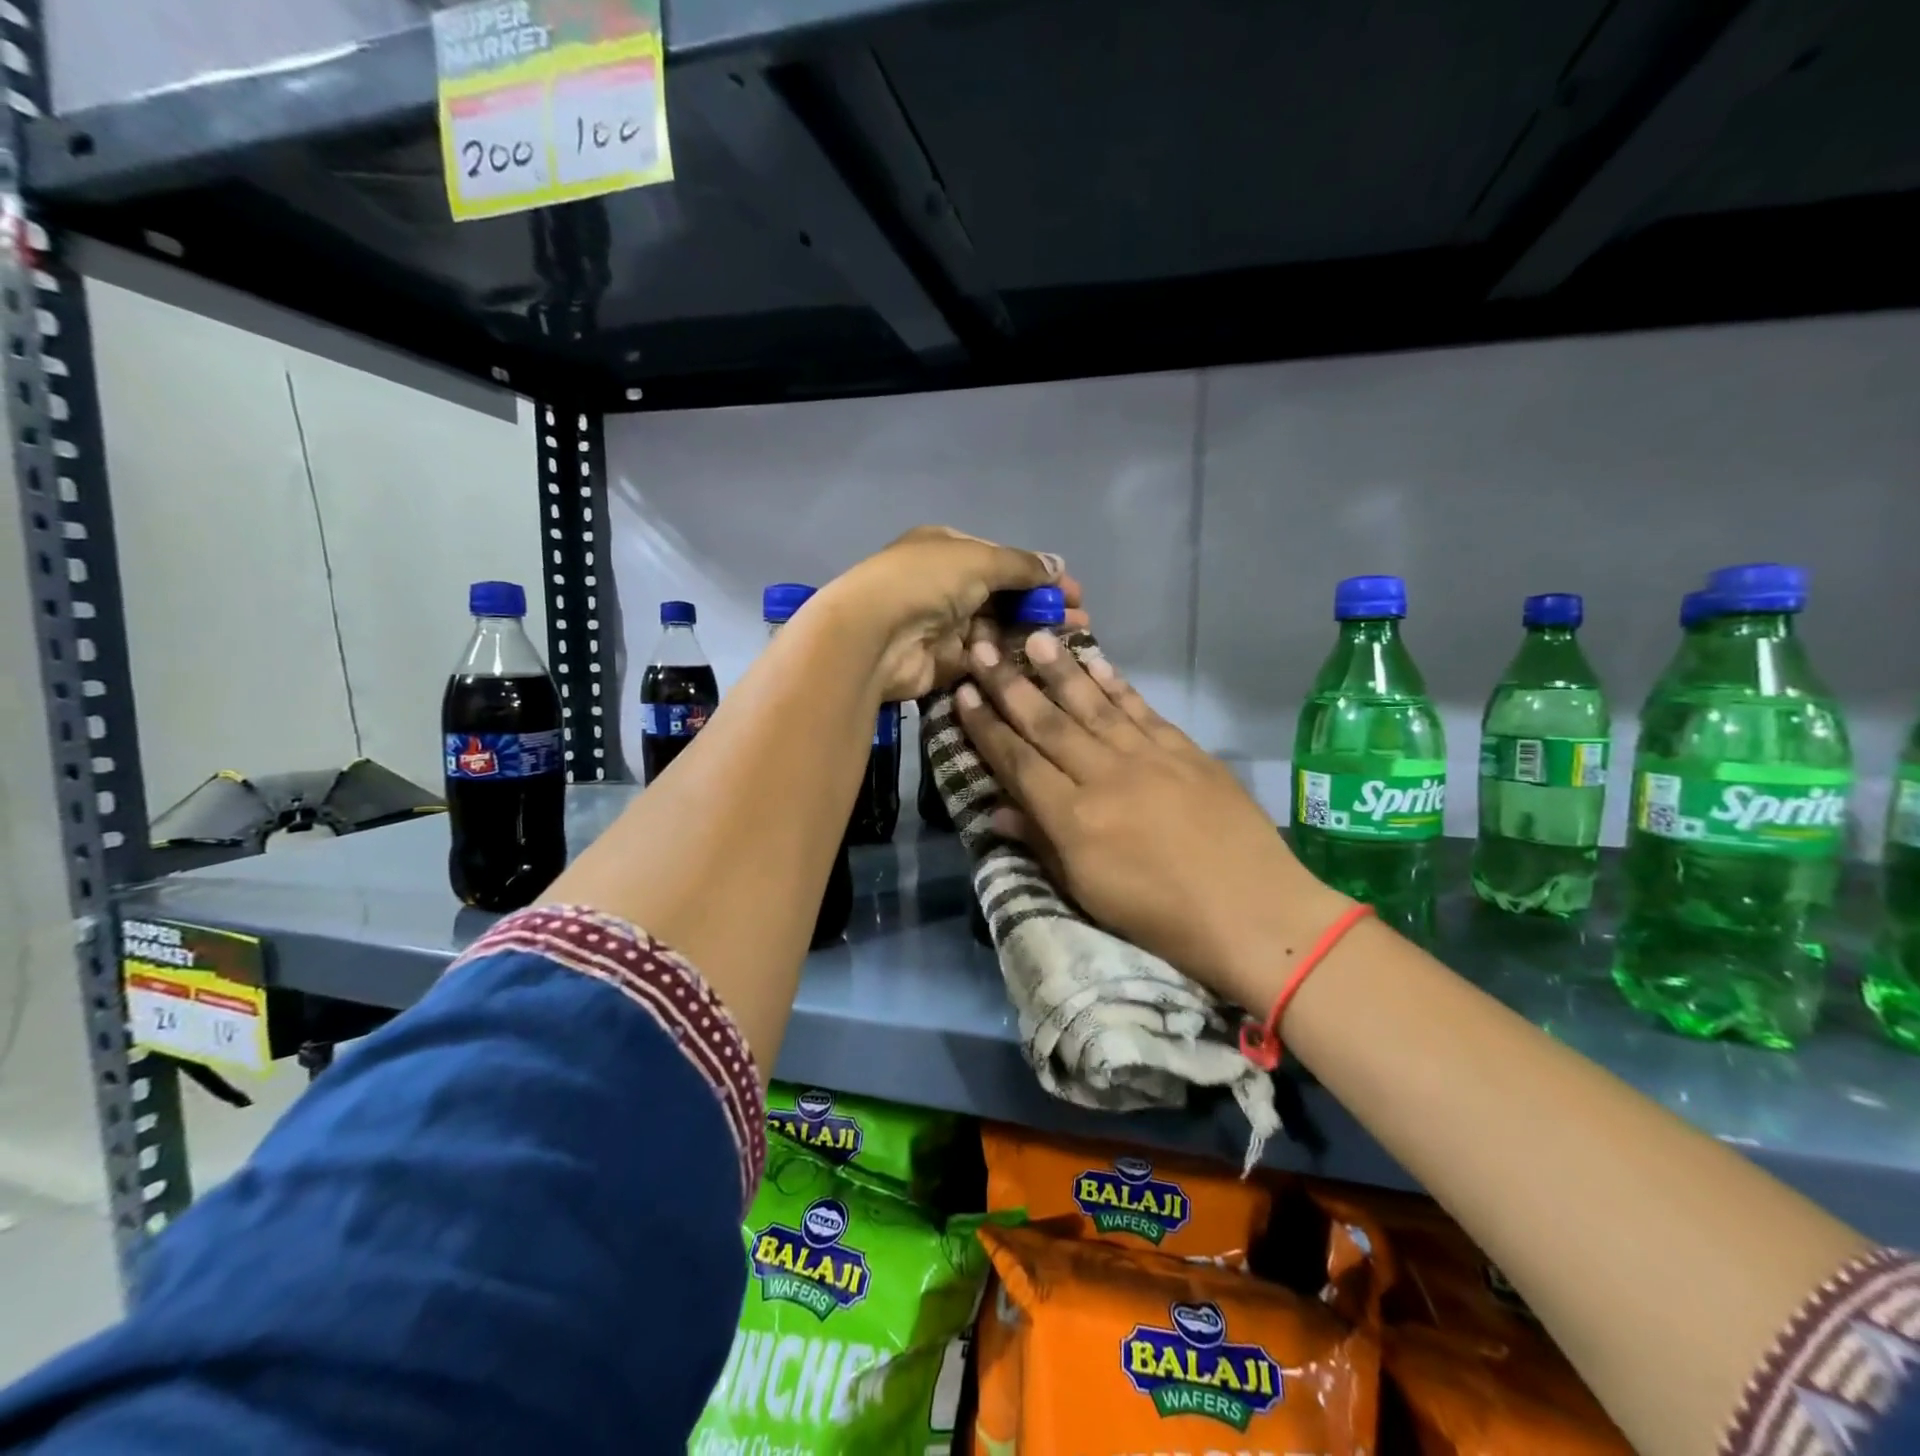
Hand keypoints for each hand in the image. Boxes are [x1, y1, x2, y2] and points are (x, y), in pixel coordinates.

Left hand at [819, 526, 1086, 702]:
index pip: (1003, 561)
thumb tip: (1058, 564)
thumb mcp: (979, 559)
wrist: (873, 636)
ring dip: (1030, 636)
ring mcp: (945, 626)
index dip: (1040, 576)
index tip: (1074, 593)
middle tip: (1079, 623)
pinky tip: (1040, 667)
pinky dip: (1009, 661)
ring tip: (1069, 647)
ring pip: (997, 631)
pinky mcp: (945, 663)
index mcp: (949, 550)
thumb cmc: (925, 582)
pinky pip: (985, 660)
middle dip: (1041, 608)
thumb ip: (1021, 565)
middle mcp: (946, 585)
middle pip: (1003, 597)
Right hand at [953, 632, 1351, 1010]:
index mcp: (1074, 818)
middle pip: (1048, 723)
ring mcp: (1148, 757)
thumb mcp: (1088, 892)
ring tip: (1033, 637)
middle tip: (981, 648)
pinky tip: (1095, 662)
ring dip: (1059, 670)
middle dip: (1009, 685)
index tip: (963, 694)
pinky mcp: (1185, 750)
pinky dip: (1115, 684)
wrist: (1252, 912)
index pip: (1018, 762)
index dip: (986, 727)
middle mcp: (1105, 776)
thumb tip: (996, 810)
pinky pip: (1140, 709)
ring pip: (1092, 705)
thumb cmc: (1160, 918)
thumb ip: (1041, 844)